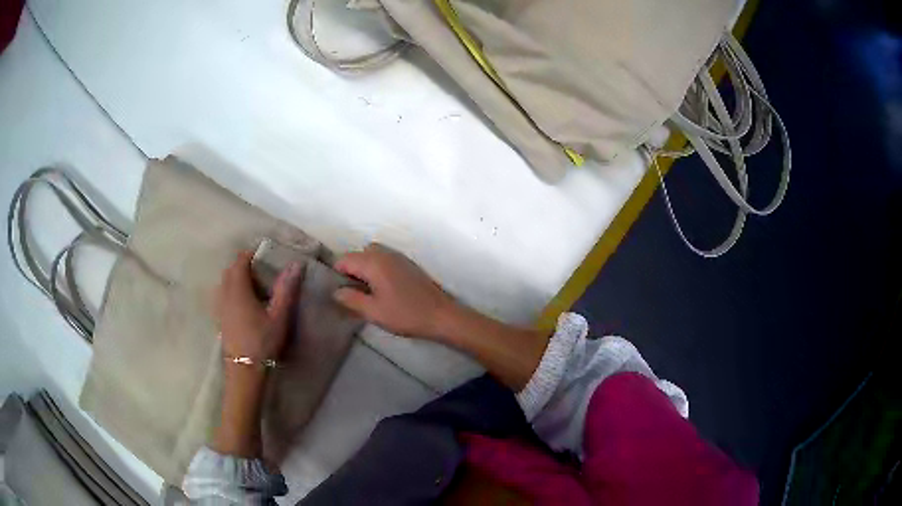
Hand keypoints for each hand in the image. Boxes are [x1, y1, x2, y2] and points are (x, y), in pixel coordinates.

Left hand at [217, 251, 302, 363]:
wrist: (245, 370)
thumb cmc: (263, 342)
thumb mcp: (279, 316)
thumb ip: (286, 289)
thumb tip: (295, 264)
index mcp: (238, 290)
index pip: (240, 262)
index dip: (250, 255)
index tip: (263, 255)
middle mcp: (225, 294)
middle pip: (230, 271)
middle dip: (242, 265)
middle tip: (260, 270)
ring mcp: (220, 308)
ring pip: (224, 284)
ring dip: (235, 278)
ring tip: (252, 286)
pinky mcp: (220, 320)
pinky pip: (222, 296)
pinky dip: (230, 291)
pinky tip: (242, 304)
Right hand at [333, 243, 454, 338]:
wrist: (441, 315)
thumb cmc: (405, 314)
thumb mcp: (373, 311)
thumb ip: (351, 299)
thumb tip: (336, 291)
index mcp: (373, 262)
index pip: (344, 259)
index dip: (337, 275)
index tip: (339, 292)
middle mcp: (384, 254)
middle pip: (357, 254)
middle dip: (350, 270)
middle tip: (352, 294)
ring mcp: (398, 257)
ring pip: (371, 255)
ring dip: (364, 269)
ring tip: (366, 293)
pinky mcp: (407, 264)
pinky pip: (383, 260)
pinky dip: (376, 269)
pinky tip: (382, 290)